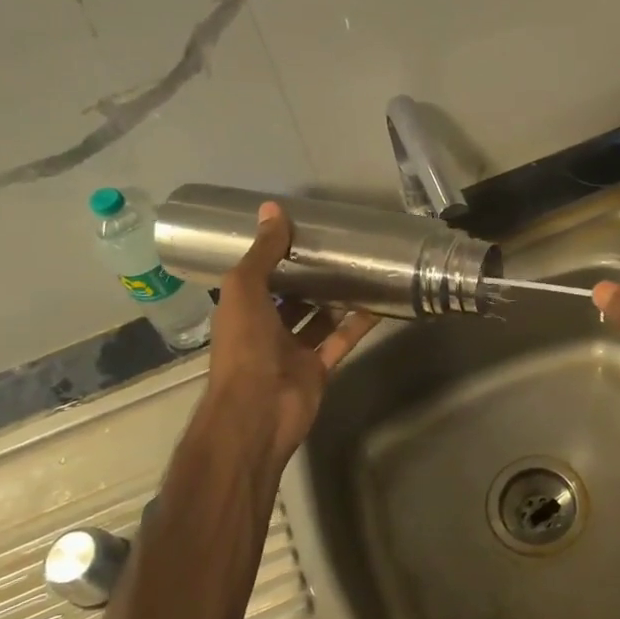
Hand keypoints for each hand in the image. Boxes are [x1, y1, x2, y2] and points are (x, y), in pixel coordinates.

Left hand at [207, 202, 378, 471]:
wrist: (259, 410)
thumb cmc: (244, 346)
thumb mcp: (245, 288)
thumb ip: (263, 252)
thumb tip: (273, 208)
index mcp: (241, 310)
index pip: (258, 276)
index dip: (276, 255)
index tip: (301, 232)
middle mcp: (265, 329)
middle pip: (290, 297)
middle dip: (310, 276)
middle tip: (338, 247)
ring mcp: (293, 351)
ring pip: (318, 318)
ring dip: (336, 298)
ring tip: (361, 268)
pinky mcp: (319, 368)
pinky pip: (341, 340)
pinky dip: (357, 324)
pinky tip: (378, 302)